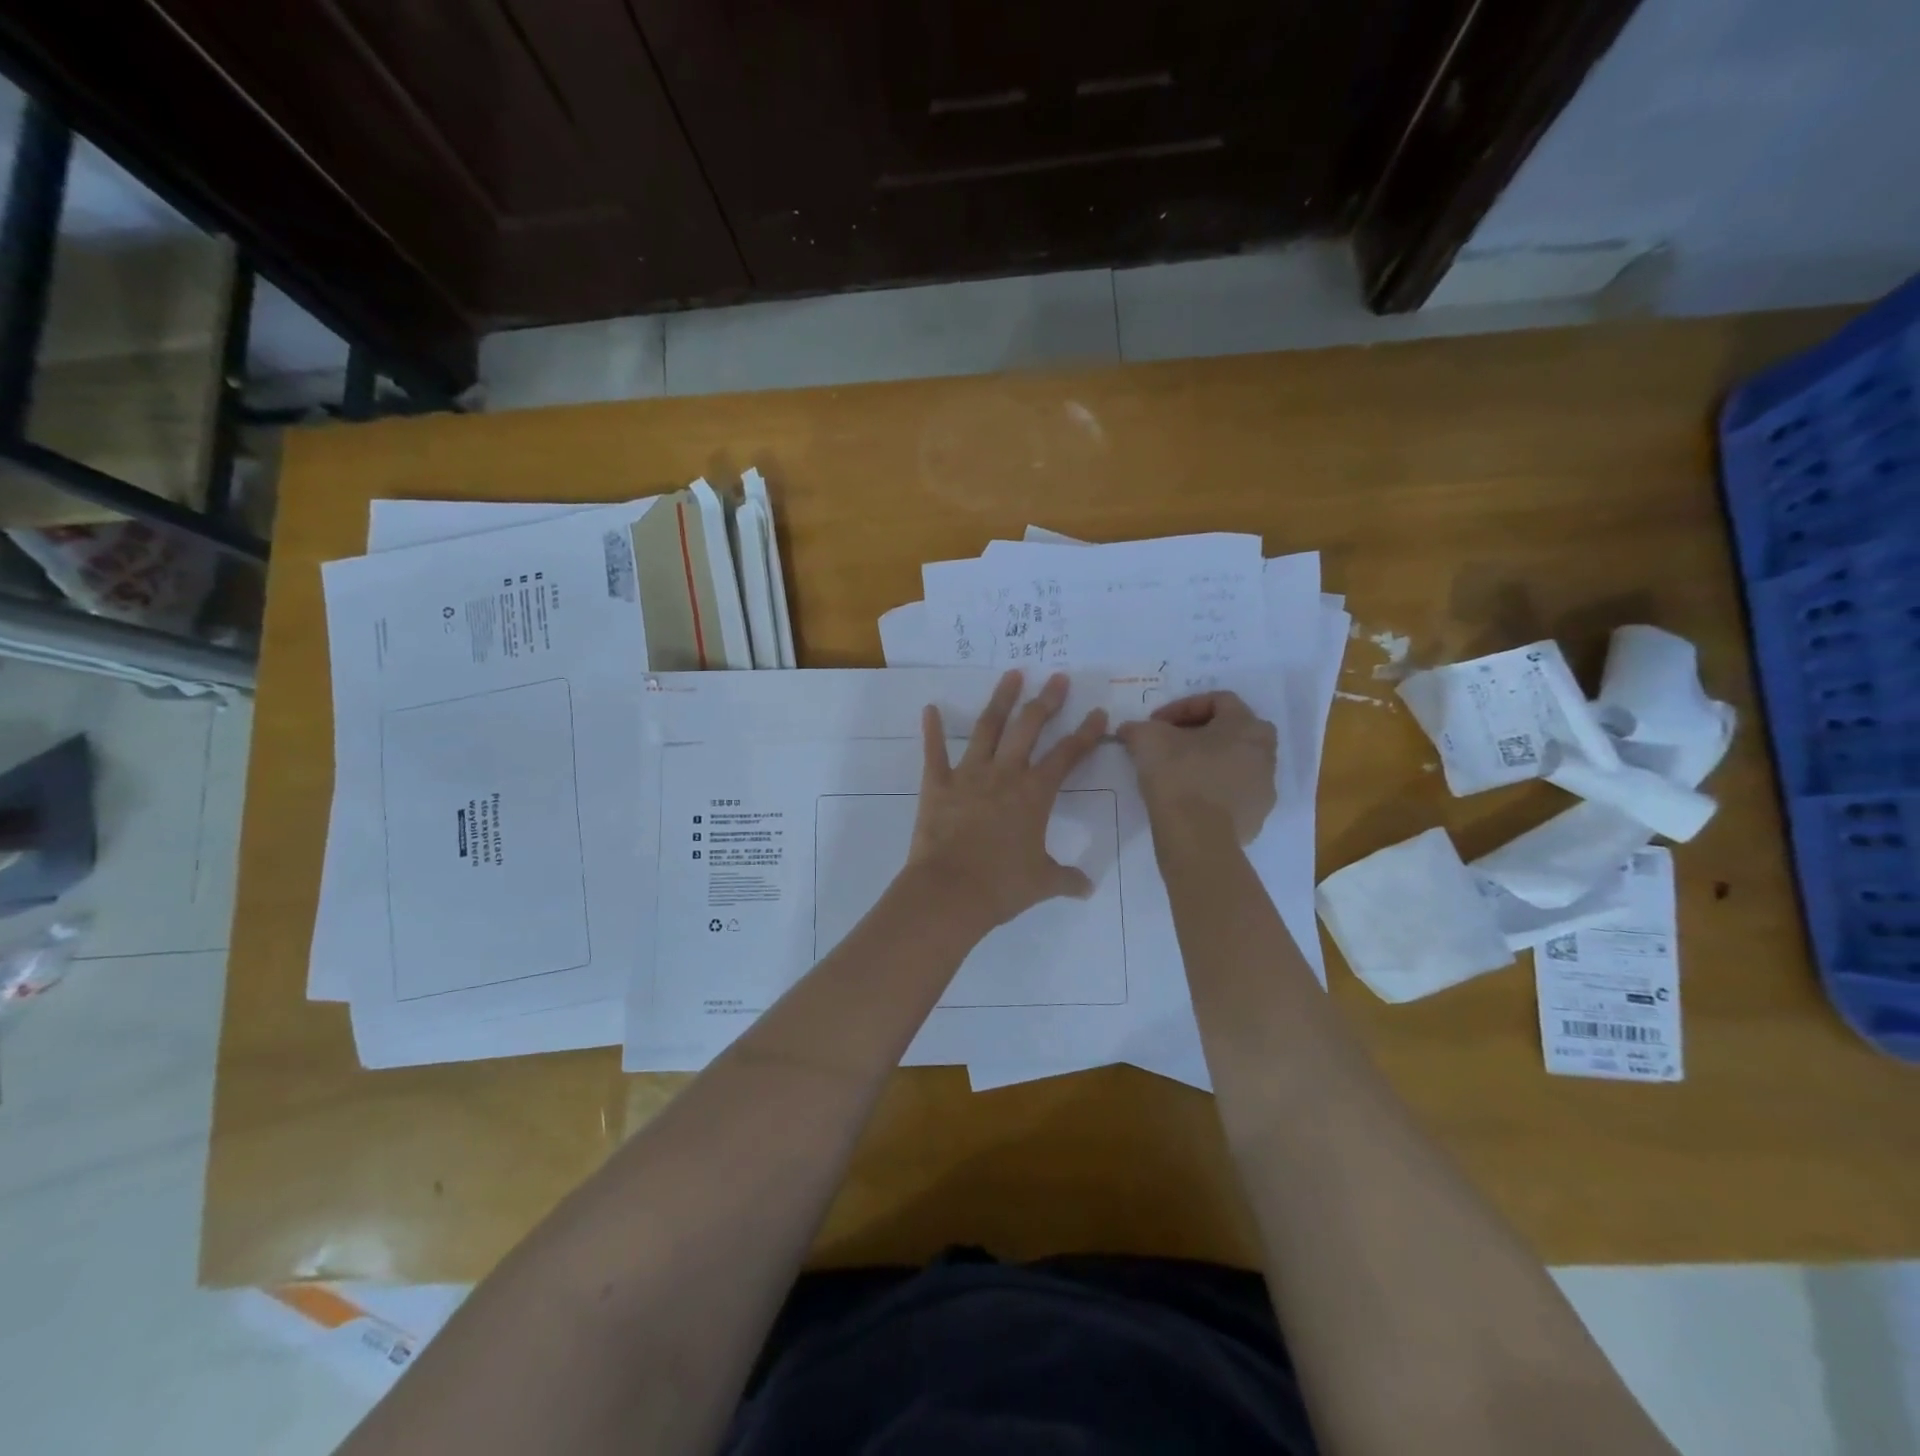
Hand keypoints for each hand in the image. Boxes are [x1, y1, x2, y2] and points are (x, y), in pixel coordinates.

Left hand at [907, 670, 1107, 930]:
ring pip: (988, 728)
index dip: (1086, 733)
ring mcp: (968, 775)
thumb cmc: (1001, 886)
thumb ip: (1066, 879)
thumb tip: (1088, 887)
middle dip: (1046, 701)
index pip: (1068, 755)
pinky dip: (932, 730)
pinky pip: (934, 752)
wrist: (949, 892)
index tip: (1099, 712)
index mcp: (1035, 794)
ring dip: (1001, 700)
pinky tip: (930, 708)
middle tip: (1057, 678)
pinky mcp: (937, 784)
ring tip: (1012, 674)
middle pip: (1029, 727)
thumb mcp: (1042, 883)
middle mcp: (1004, 774)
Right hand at [1117, 691, 1276, 844]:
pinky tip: (1188, 799)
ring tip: (1177, 772)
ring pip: (1235, 763)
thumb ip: (1139, 727)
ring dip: (1209, 762)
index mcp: (1246, 725)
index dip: (1183, 707)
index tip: (1156, 722)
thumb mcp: (1147, 739)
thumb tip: (1130, 730)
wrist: (1196, 836)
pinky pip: (1233, 794)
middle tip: (1171, 743)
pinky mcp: (1257, 817)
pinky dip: (1213, 790)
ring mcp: (1264, 787)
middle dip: (1200, 733)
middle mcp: (1265, 753)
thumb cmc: (1178, 775)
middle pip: (1232, 732)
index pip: (1218, 701)